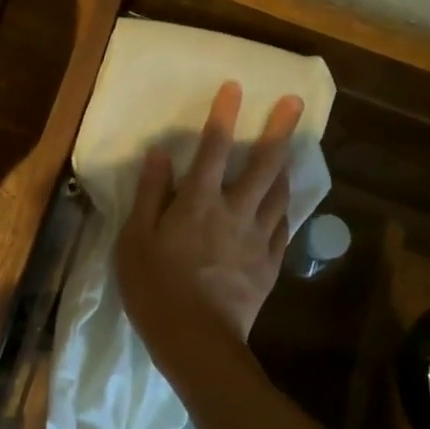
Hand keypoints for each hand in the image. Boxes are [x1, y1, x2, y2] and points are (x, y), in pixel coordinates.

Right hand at [117, 81, 303, 349]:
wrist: (196, 341)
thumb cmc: (155, 288)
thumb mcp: (135, 239)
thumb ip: (149, 194)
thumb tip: (160, 154)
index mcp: (197, 202)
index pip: (212, 149)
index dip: (223, 115)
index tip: (235, 87)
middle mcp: (234, 211)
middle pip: (262, 164)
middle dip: (279, 130)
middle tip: (295, 104)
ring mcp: (257, 238)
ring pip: (279, 193)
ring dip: (285, 167)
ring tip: (290, 151)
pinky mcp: (269, 264)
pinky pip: (283, 228)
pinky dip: (284, 209)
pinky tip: (284, 204)